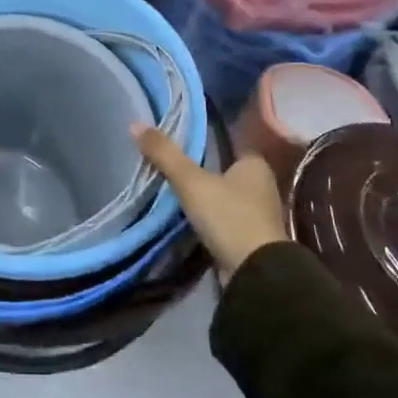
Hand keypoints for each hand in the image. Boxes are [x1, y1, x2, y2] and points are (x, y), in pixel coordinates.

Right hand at [133, 125, 285, 283]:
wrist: (255, 274)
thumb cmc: (228, 216)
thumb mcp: (191, 182)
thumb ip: (165, 154)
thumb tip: (135, 124)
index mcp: (255, 165)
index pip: (231, 145)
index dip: (209, 143)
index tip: (184, 144)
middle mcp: (263, 186)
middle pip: (228, 172)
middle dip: (205, 172)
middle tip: (174, 168)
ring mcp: (260, 216)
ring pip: (227, 198)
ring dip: (208, 198)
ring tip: (177, 194)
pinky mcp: (253, 241)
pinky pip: (226, 221)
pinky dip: (212, 220)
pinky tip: (191, 220)